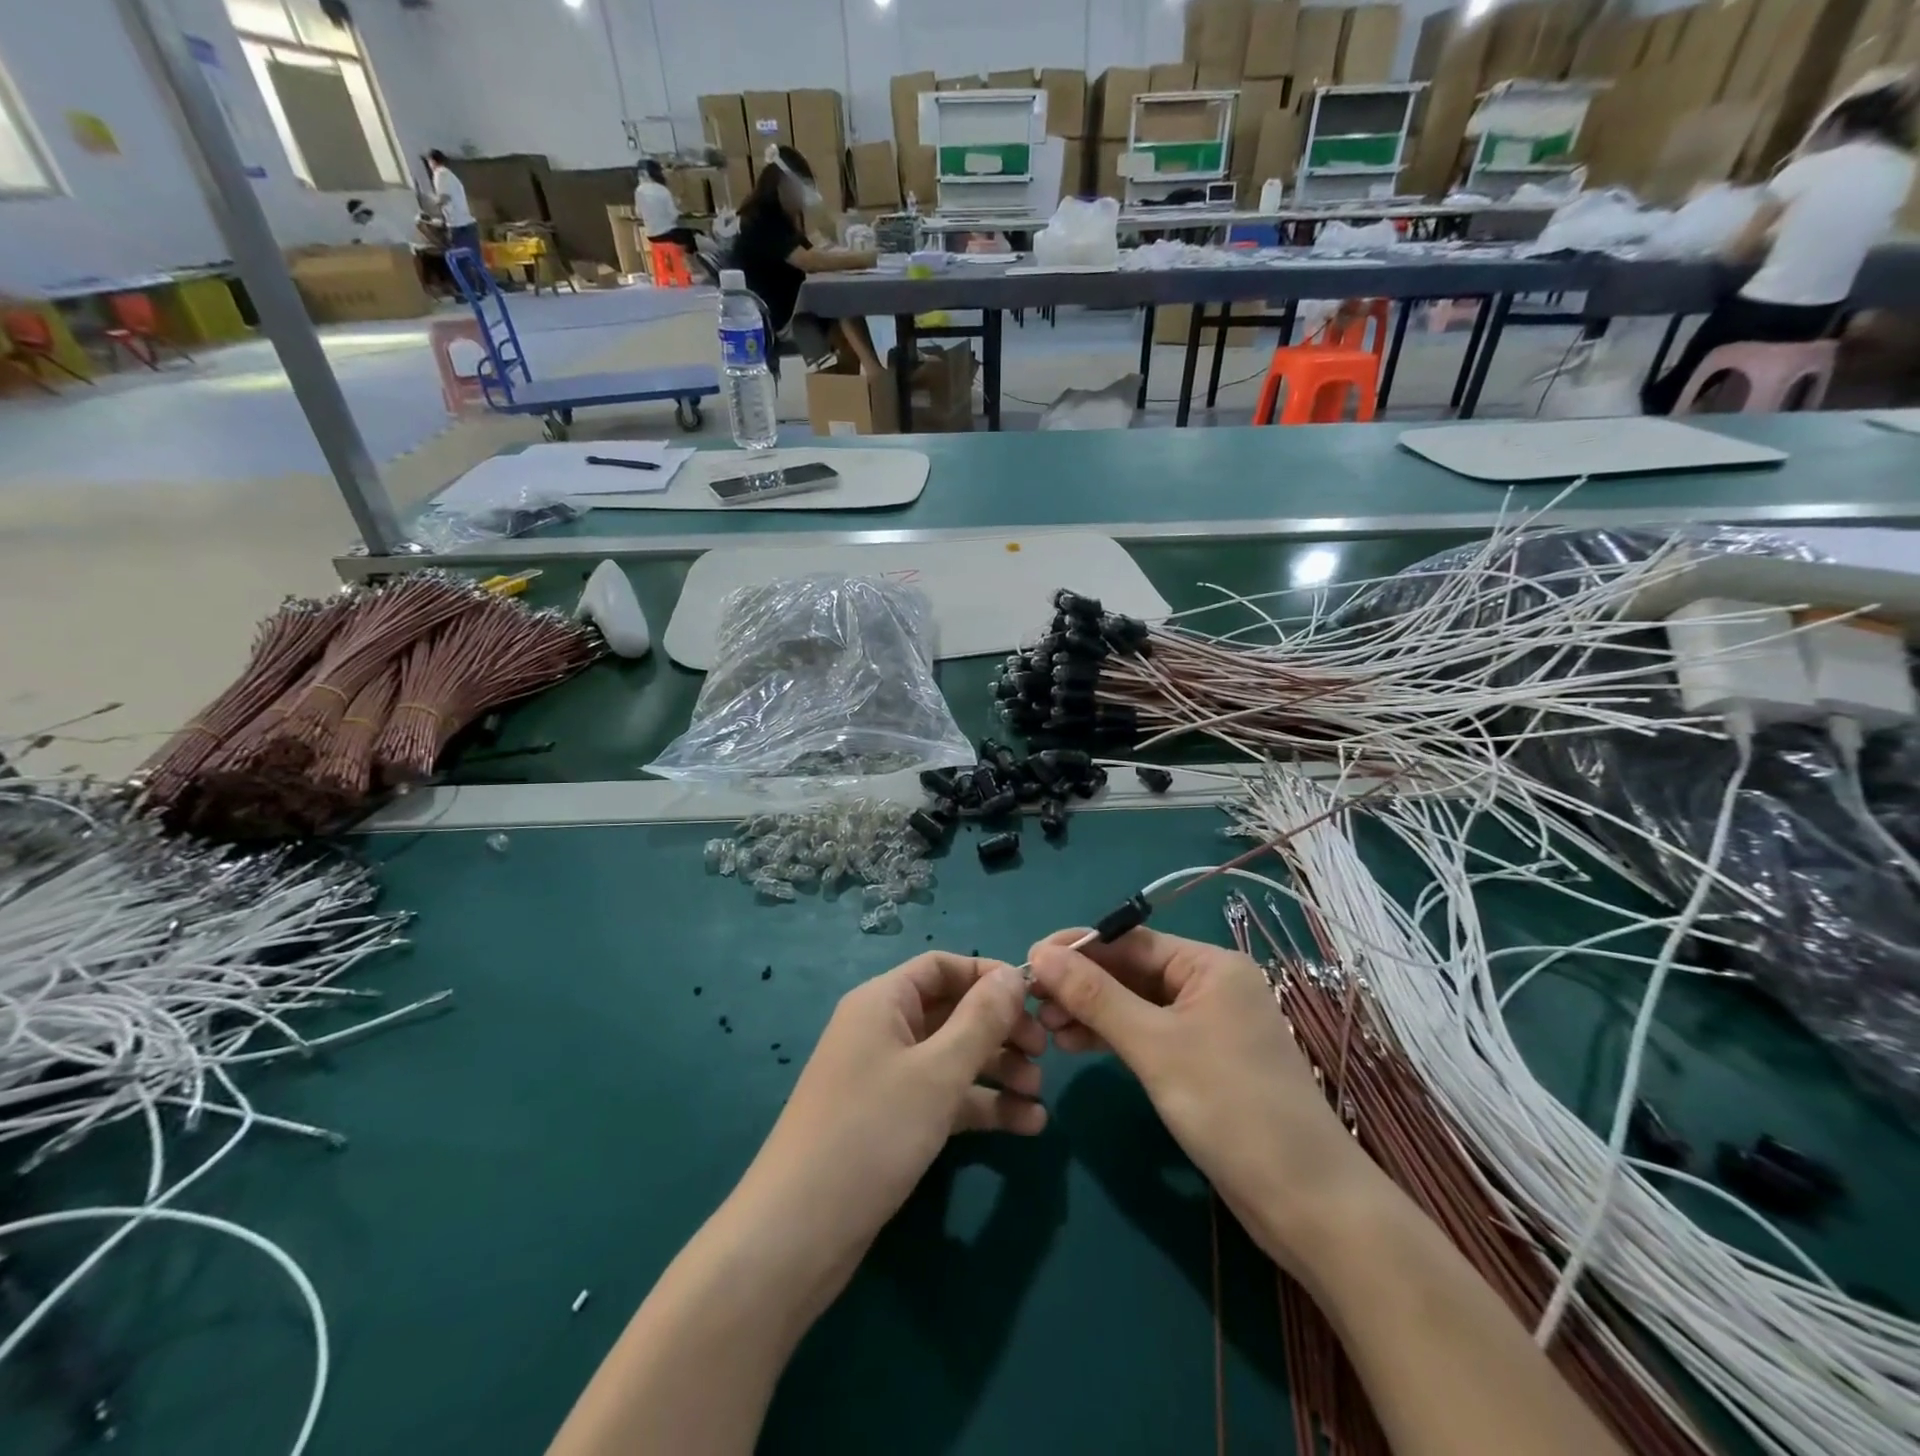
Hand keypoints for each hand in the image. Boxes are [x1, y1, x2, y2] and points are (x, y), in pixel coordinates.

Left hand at [739, 953, 1045, 1263]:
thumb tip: (1013, 976)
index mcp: (883, 1001)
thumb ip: (981, 1020)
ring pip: (953, 1057)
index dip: (988, 976)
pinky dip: (981, 1106)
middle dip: (1000, 1029)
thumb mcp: (937, 1072)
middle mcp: (883, 1030)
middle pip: (952, 1012)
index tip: (1035, 998)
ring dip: (998, 1071)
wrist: (797, 1234)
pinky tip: (1026, 1126)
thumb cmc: (871, 1133)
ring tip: (1039, 1097)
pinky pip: (944, 1097)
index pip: (942, 966)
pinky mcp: (892, 1121)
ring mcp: (887, 1077)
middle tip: (1044, 1053)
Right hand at [1027, 928, 1374, 1272]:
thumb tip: (1040, 953)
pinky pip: (1150, 1033)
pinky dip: (1114, 1036)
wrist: (1306, 1203)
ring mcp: (1209, 1025)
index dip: (1077, 949)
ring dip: (1092, 1012)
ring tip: (1047, 1030)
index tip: (1028, 963)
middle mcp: (1211, 985)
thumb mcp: (1154, 1046)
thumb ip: (1095, 996)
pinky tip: (1078, 1045)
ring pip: (1137, 1004)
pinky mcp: (1204, 1061)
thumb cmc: (1230, 1108)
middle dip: (1082, 985)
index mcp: (1210, 965)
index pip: (1130, 941)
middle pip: (1132, 971)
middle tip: (1033, 1006)